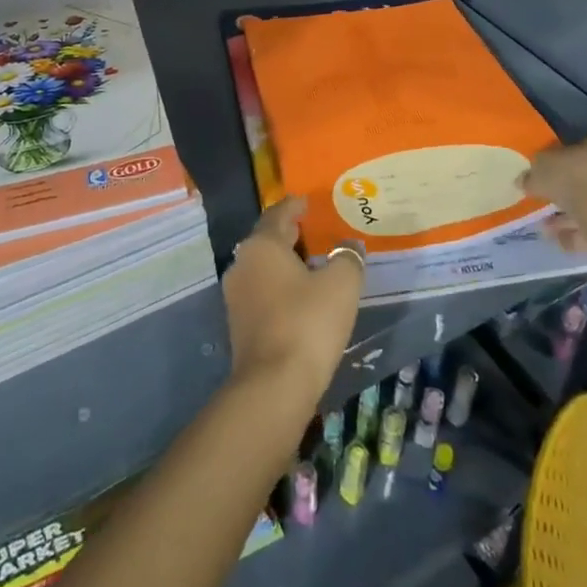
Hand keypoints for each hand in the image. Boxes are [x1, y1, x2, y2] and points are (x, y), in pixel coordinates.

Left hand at [221, 198, 362, 412]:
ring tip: (312, 263)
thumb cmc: (308, 322)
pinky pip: (262, 292)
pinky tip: (300, 296)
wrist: (274, 385)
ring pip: (263, 268)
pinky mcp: (239, 324)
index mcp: (262, 245)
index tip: (308, 201)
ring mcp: (236, 296)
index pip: (278, 214)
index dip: (295, 206)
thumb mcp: (341, 284)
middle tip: (313, 229)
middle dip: (289, 234)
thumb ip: (348, 258)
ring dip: (284, 263)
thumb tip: (350, 246)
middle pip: (267, 240)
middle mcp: (242, 264)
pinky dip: (280, 287)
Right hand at [520, 132, 586, 307]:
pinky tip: (563, 241)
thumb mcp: (542, 169)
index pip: (583, 147)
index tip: (544, 176)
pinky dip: (582, 234)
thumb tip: (523, 180)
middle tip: (544, 204)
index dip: (560, 161)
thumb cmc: (578, 180)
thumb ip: (532, 173)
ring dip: (570, 217)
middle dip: (566, 193)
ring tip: (547, 228)